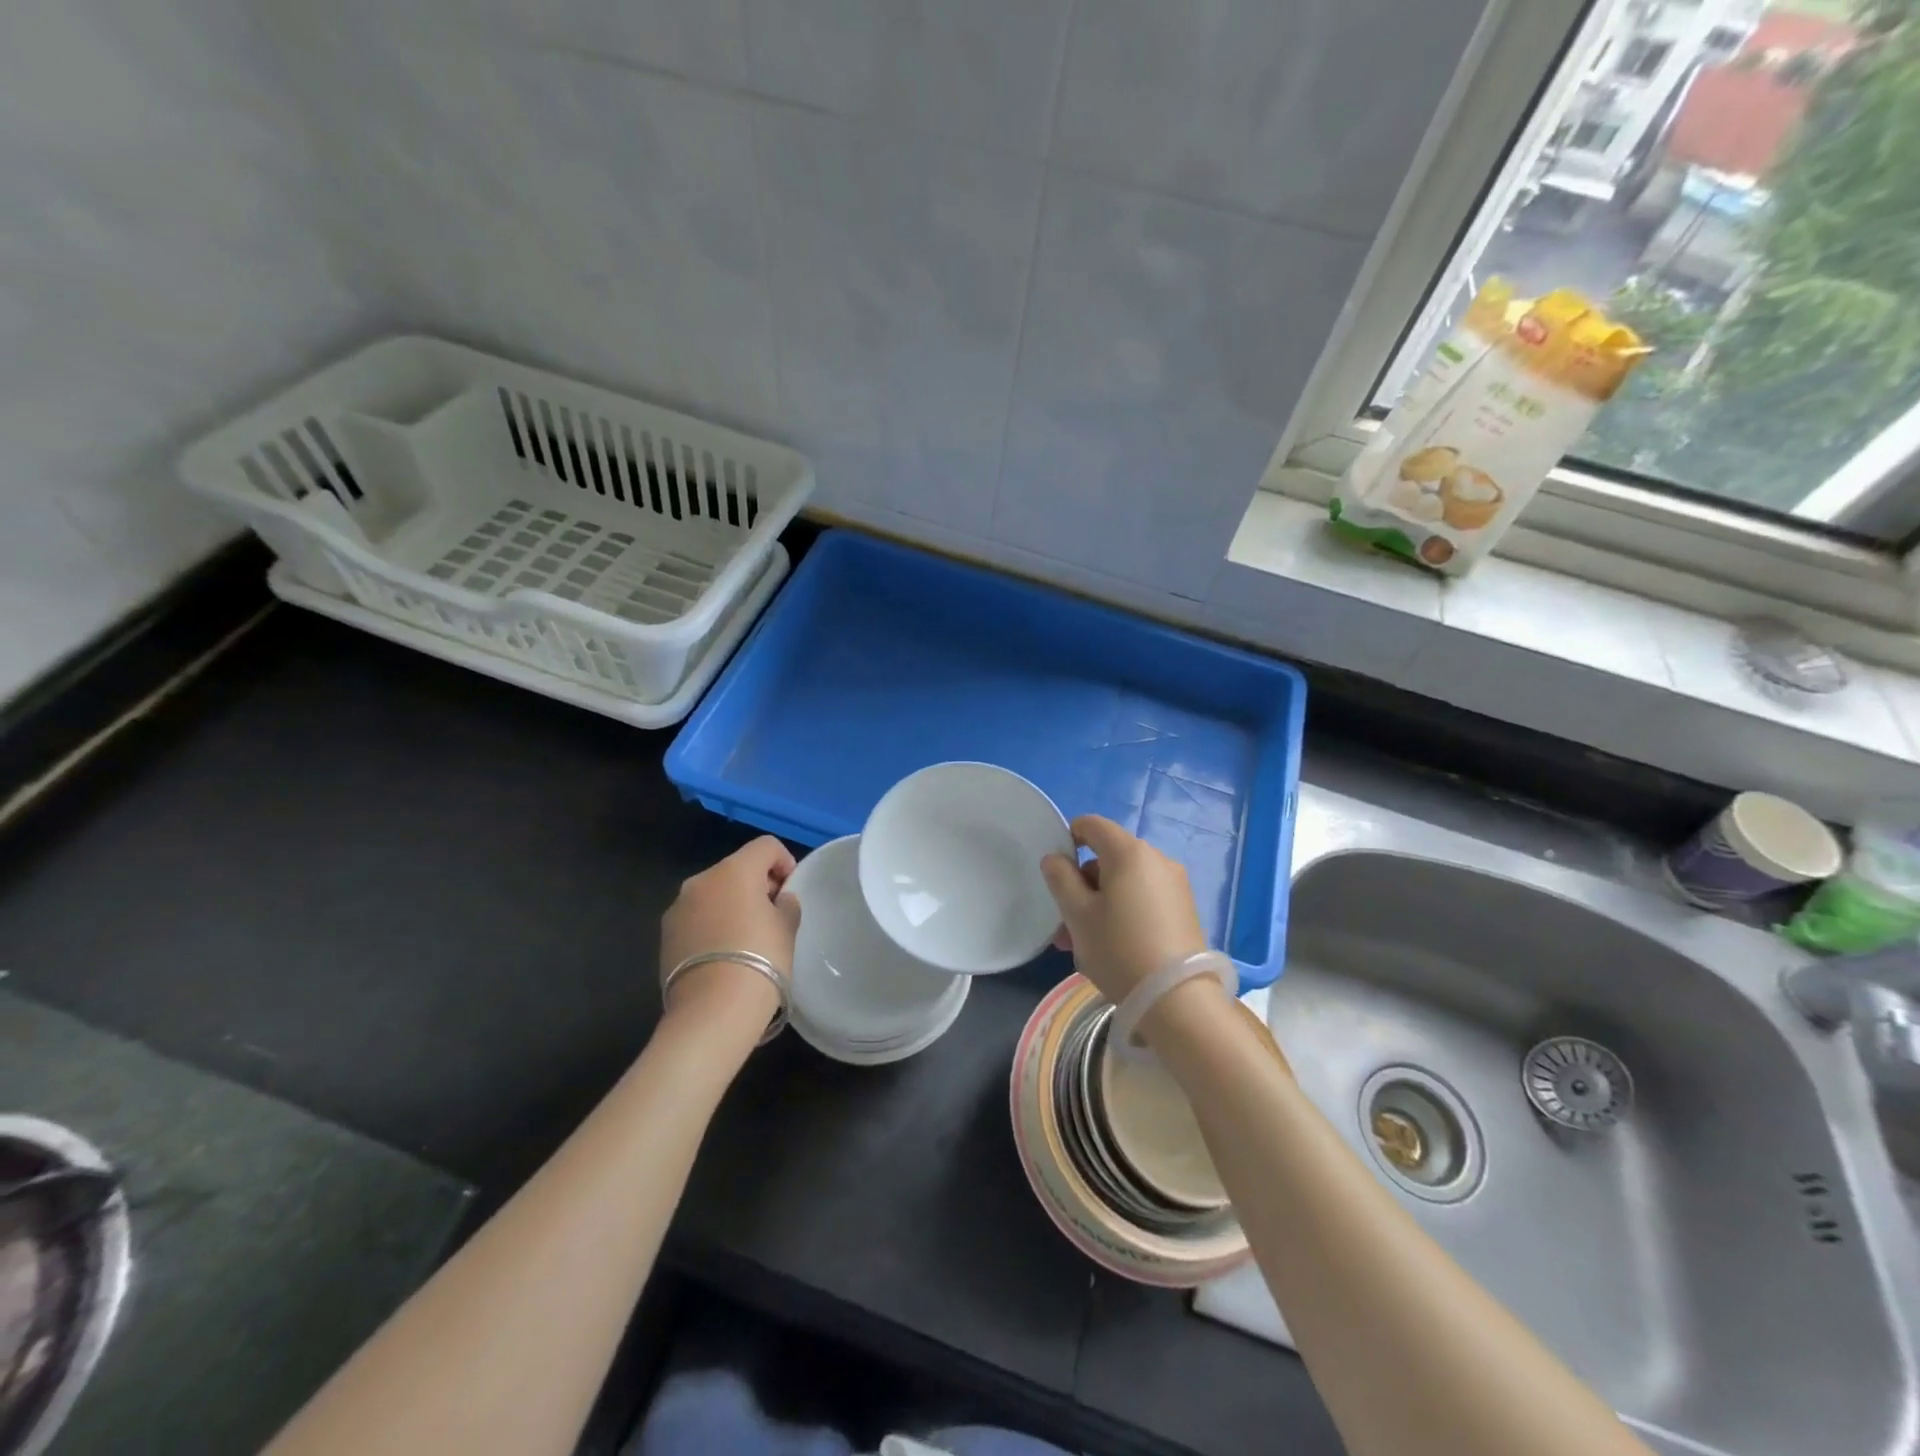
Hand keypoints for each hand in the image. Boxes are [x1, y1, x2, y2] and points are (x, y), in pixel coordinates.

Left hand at [660, 836, 801, 1034]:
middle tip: (773, 916)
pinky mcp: (665, 936)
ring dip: (731, 905)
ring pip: (713, 894)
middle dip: (756, 885)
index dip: (784, 862)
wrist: (712, 1010)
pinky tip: (724, 955)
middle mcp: (701, 880)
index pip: (765, 846)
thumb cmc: (760, 959)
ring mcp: (678, 908)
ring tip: (747, 939)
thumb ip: (786, 905)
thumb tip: (779, 900)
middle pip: (736, 868)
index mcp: (734, 870)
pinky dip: (712, 925)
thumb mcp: (787, 928)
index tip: (791, 892)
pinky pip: (696, 918)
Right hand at [1040, 815, 1208, 1003]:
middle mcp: (1157, 859)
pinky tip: (1114, 948)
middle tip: (1065, 925)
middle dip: (1082, 886)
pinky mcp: (1184, 909)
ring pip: (1124, 883)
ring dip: (1099, 904)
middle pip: (1108, 858)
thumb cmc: (1119, 949)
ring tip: (1084, 945)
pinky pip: (1144, 898)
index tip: (1056, 873)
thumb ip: (1061, 879)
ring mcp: (1175, 884)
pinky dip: (1124, 912)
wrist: (1177, 999)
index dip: (1069, 839)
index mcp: (1129, 852)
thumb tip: (1056, 858)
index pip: (1091, 825)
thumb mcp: (1078, 915)